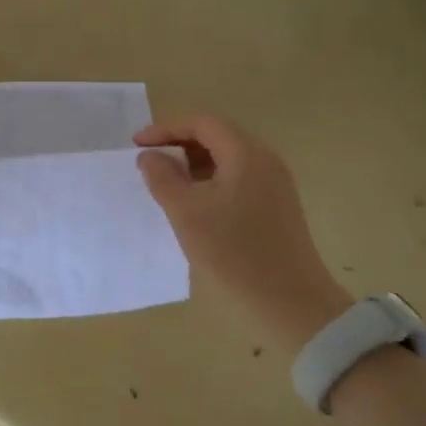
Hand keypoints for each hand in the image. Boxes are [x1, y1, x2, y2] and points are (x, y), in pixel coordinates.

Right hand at [135, 115, 351, 354]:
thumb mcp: (186, 213)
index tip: (136, 145)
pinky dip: (210, 180)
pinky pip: (237, 178)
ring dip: (193, 164)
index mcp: (245, 154)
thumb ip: (162, 178)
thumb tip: (150, 156)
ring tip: (165, 184)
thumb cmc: (233, 252)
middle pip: (217, 136)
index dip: (166, 129)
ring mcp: (274, 184)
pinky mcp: (276, 205)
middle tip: (148, 162)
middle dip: (179, 144)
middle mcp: (265, 160)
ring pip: (227, 158)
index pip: (202, 123)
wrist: (289, 301)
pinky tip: (193, 204)